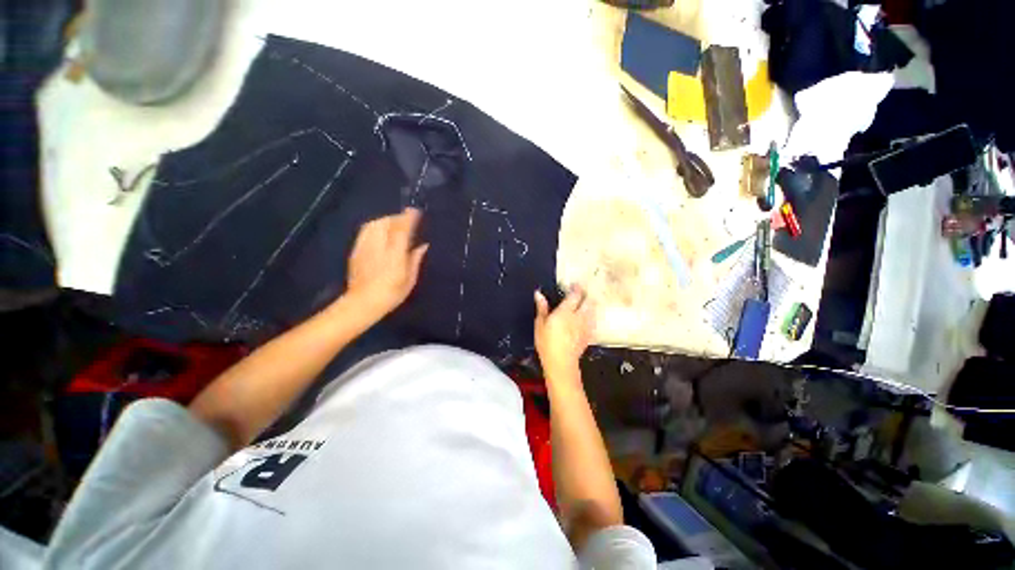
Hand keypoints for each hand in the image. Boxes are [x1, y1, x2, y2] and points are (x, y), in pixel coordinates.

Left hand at [345, 208, 428, 318]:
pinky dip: (375, 227)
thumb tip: (423, 245)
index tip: (415, 211)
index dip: (408, 218)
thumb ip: (415, 259)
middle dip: (397, 218)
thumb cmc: (391, 293)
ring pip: (374, 225)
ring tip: (394, 223)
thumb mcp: (409, 279)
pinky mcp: (356, 250)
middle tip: (406, 219)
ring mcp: (365, 247)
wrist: (363, 302)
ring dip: (385, 220)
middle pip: (386, 223)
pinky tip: (380, 232)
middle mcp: (378, 246)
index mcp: (394, 254)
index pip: (401, 229)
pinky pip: (366, 231)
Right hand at [534, 285, 594, 378]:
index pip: (575, 295)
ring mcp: (586, 326)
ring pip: (593, 311)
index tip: (574, 285)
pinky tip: (587, 319)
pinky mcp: (588, 335)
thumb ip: (542, 308)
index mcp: (566, 311)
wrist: (561, 363)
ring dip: (590, 305)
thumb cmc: (547, 343)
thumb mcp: (540, 324)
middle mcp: (579, 316)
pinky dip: (592, 317)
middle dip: (586, 296)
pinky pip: (593, 322)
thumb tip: (539, 293)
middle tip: (580, 294)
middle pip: (588, 301)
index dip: (576, 288)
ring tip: (585, 304)